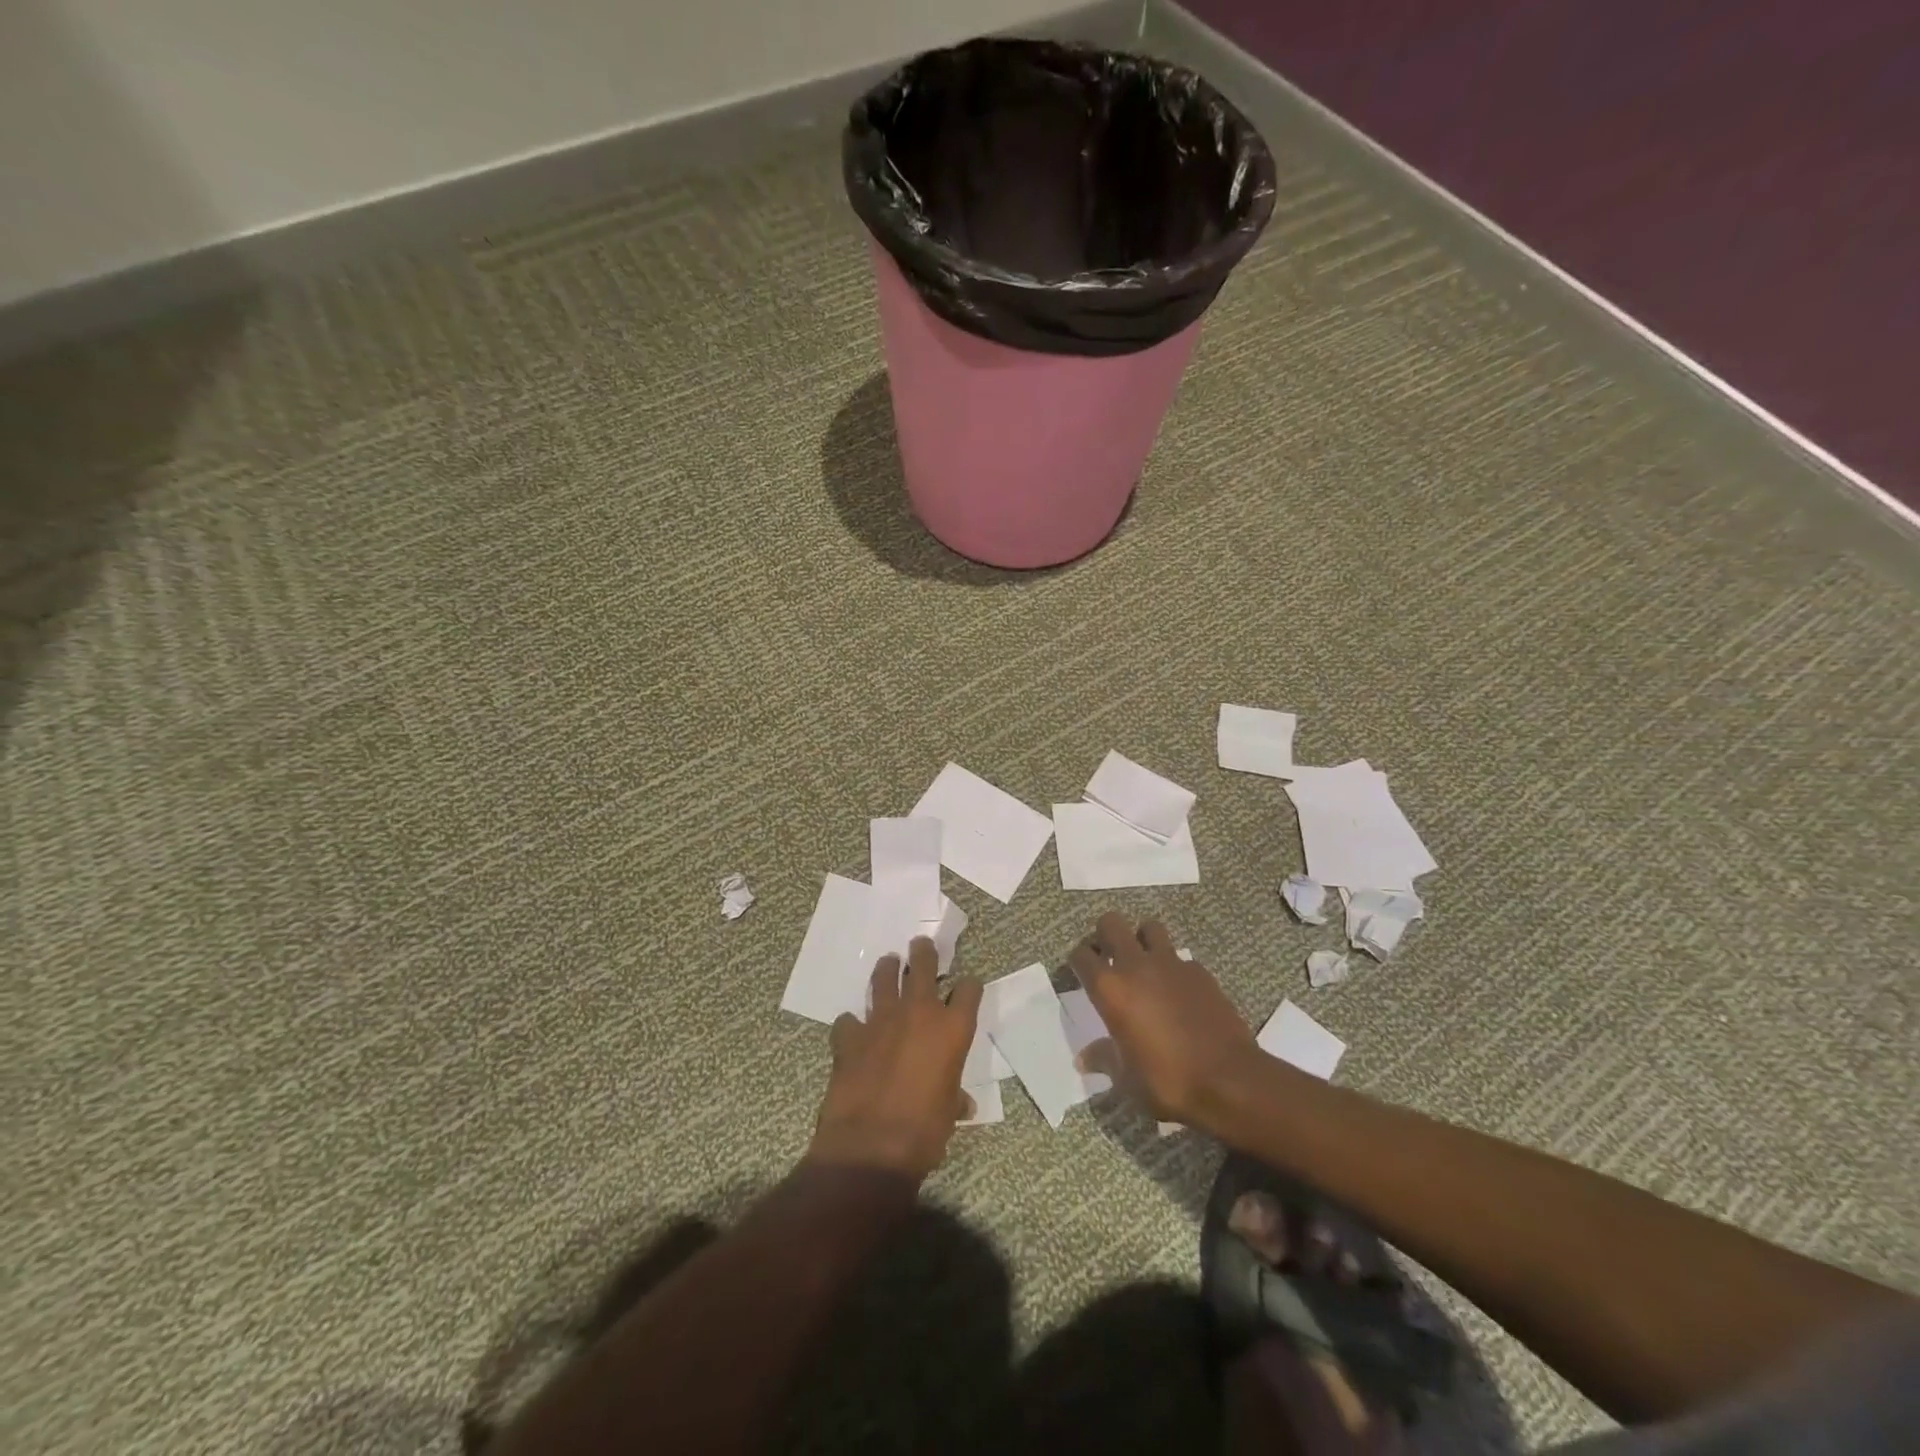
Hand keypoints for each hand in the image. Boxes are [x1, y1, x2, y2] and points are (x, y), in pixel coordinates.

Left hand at [808, 938, 982, 1181]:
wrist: (871, 1147)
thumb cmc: (924, 1132)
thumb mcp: (948, 1113)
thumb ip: (954, 1098)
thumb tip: (962, 1104)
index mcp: (952, 1029)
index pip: (969, 989)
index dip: (968, 987)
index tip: (966, 988)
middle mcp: (919, 1013)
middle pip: (923, 964)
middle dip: (924, 952)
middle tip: (921, 946)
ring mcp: (880, 1020)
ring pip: (883, 977)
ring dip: (887, 970)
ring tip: (889, 966)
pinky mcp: (849, 1036)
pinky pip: (848, 1020)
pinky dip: (852, 1024)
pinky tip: (853, 1032)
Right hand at [1069, 912, 1262, 1127]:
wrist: (1230, 1080)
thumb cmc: (1168, 1081)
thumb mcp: (1127, 1079)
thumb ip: (1104, 1059)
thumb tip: (1083, 1060)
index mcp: (1110, 988)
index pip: (1081, 955)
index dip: (1077, 961)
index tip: (1080, 973)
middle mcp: (1136, 965)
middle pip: (1111, 923)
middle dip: (1105, 934)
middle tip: (1109, 958)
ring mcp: (1171, 964)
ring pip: (1149, 927)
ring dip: (1142, 939)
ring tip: (1144, 964)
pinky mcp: (1200, 971)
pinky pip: (1180, 958)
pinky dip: (1174, 967)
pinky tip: (1179, 991)